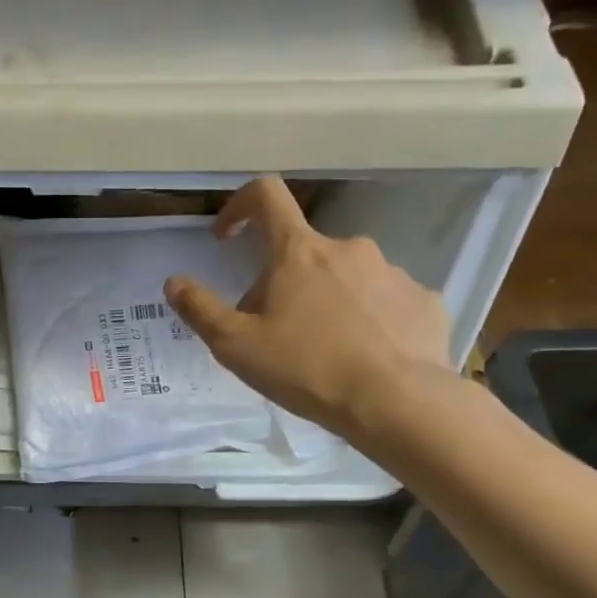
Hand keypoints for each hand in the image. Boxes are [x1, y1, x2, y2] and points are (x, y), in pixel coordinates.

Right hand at [163, 176, 456, 450]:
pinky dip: (366, 321)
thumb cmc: (306, 369)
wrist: (396, 401)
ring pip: (344, 278)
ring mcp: (391, 272)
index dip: (240, 205)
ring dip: (325, 302)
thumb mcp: (236, 346)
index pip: (266, 196)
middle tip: (272, 332)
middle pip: (302, 253)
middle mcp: (347, 248)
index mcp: (298, 252)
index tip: (227, 236)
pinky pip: (383, 302)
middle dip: (281, 283)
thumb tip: (174, 282)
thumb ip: (201, 310)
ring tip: (321, 353)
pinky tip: (362, 357)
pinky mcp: (421, 300)